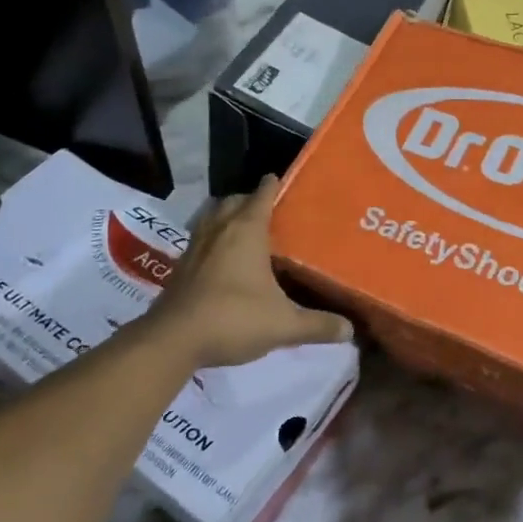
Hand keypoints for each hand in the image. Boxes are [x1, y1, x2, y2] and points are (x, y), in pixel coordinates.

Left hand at [144, 176, 352, 368]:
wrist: (173, 340)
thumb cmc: (233, 318)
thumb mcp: (283, 325)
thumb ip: (317, 325)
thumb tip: (349, 330)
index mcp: (247, 230)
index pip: (262, 194)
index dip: (273, 185)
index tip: (283, 181)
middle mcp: (219, 230)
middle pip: (234, 201)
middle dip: (249, 201)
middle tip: (269, 212)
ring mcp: (195, 247)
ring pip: (212, 218)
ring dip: (227, 219)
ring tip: (245, 233)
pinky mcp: (180, 268)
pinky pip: (200, 241)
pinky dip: (213, 243)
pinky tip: (223, 263)